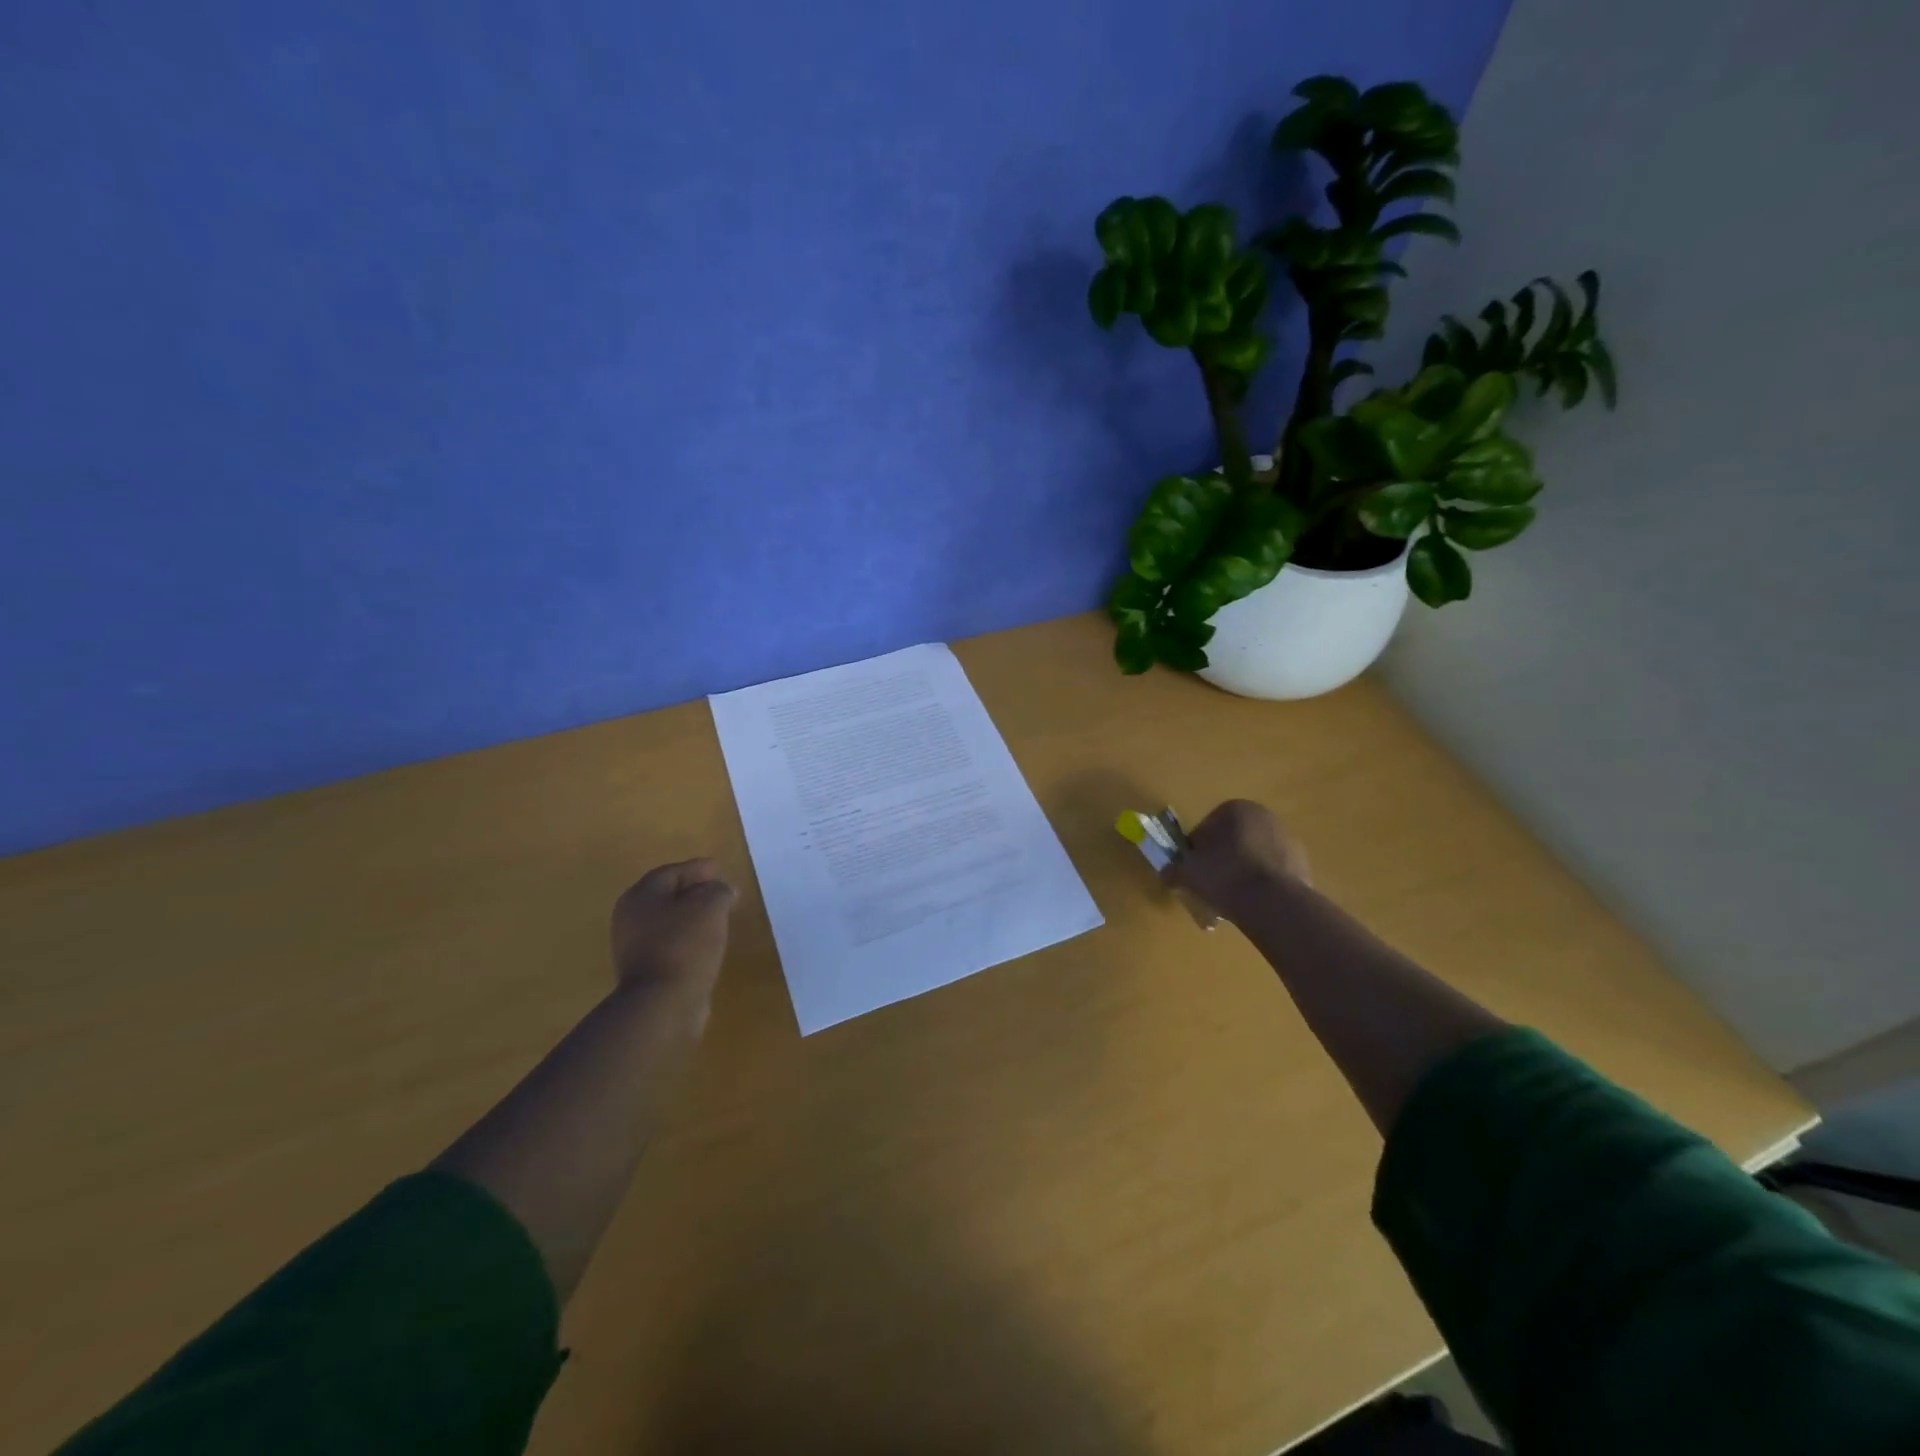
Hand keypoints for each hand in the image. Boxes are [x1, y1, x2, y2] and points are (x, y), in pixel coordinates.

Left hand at [610, 859, 736, 1013]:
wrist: (662, 1004)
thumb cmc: (684, 945)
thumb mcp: (711, 906)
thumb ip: (719, 890)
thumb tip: (722, 891)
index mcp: (641, 896)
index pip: (672, 872)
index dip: (697, 868)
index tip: (720, 868)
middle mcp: (631, 918)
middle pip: (667, 896)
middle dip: (694, 891)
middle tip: (720, 890)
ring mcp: (634, 948)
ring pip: (669, 922)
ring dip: (692, 917)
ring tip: (719, 917)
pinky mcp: (645, 972)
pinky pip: (671, 945)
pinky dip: (689, 940)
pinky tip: (708, 944)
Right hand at [1167, 800, 1311, 917]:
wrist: (1273, 902)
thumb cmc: (1224, 875)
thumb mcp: (1186, 873)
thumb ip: (1173, 870)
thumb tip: (1168, 873)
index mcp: (1235, 808)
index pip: (1206, 827)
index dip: (1196, 851)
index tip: (1193, 871)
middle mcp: (1264, 816)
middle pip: (1233, 840)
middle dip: (1221, 861)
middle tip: (1211, 886)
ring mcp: (1287, 839)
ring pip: (1253, 857)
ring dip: (1241, 873)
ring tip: (1232, 900)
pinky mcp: (1302, 864)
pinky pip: (1272, 873)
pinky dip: (1261, 885)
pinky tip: (1253, 904)